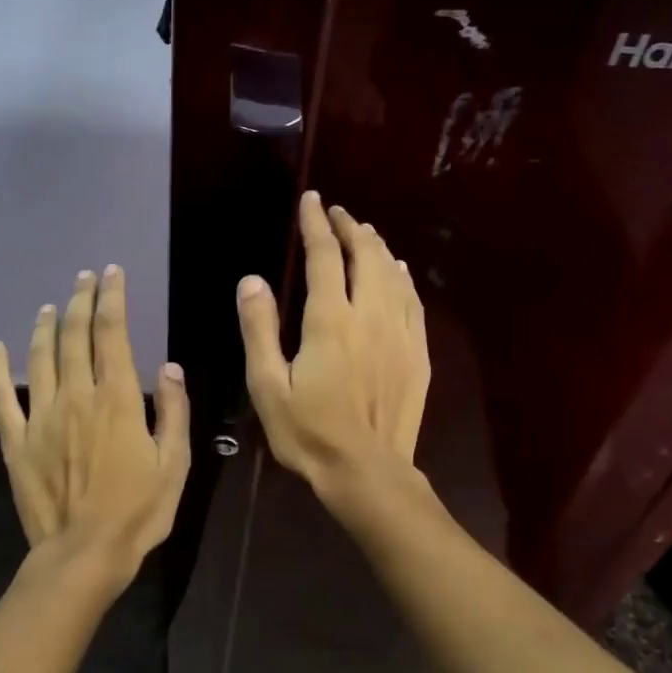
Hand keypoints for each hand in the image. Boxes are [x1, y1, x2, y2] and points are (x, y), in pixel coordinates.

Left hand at [0, 265, 190, 591]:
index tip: (112, 274)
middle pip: (74, 335)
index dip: (111, 298)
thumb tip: (170, 367)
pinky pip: (2, 397)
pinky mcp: (17, 441)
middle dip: (80, 300)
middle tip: (84, 278)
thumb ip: (174, 412)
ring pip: (41, 357)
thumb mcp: (175, 464)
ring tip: (51, 305)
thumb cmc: (138, 511)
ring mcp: (41, 417)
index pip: (112, 333)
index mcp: (118, 400)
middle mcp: (77, 397)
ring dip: (46, 326)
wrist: (84, 554)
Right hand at [237, 191, 428, 495]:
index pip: (325, 256)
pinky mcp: (418, 353)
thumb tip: (253, 280)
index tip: (311, 201)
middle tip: (337, 213)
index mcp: (330, 321)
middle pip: (366, 255)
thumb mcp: (268, 386)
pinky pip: (413, 302)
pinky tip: (398, 271)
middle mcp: (370, 316)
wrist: (367, 471)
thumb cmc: (309, 432)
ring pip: (393, 274)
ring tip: (365, 233)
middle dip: (351, 228)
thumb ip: (259, 329)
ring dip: (378, 247)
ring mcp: (400, 334)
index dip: (316, 224)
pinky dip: (403, 278)